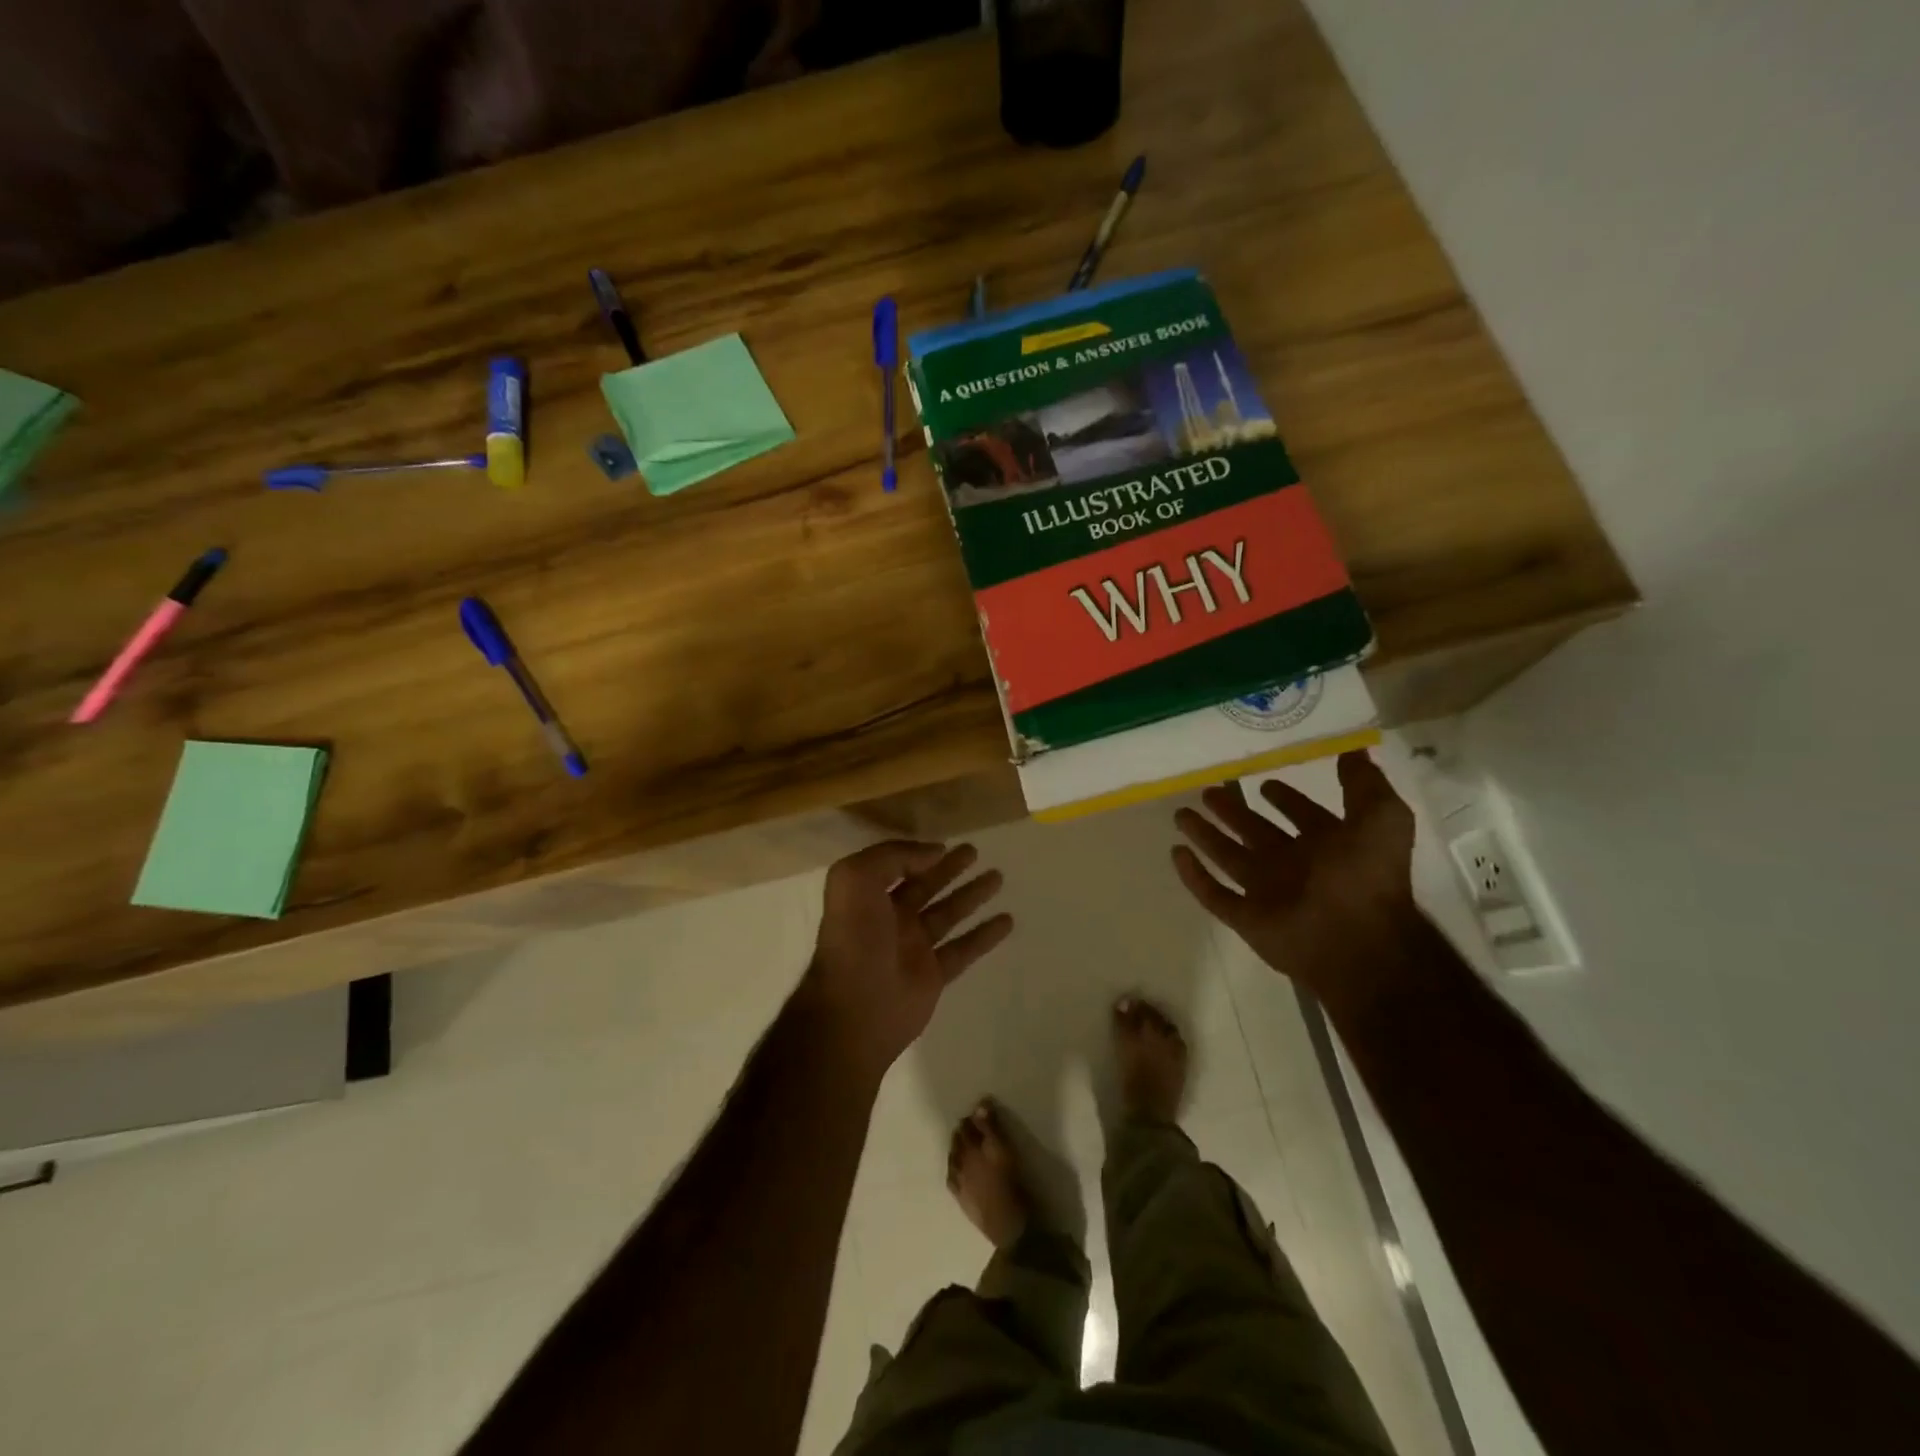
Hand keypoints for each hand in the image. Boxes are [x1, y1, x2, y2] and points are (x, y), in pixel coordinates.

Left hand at [801, 840, 1013, 1078]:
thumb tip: (934, 852)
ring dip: (972, 895)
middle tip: (975, 852)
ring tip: (998, 877)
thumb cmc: (854, 939)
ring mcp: (913, 948)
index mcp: (868, 897)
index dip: (918, 854)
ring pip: (948, 914)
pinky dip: (985, 935)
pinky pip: (965, 949)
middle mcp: (890, 919)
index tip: (946, 844)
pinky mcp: (933, 975)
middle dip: (949, 869)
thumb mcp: (856, 879)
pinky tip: (1007, 920)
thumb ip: (893, 856)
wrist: (855, 1008)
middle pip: (926, 886)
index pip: (896, 867)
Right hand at [1172, 751, 1419, 1001]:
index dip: (1286, 799)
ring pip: (1228, 857)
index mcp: (1328, 845)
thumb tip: (1353, 750)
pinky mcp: (1246, 918)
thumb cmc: (1367, 877)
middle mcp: (1295, 866)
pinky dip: (1194, 876)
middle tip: (1207, 791)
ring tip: (1181, 814)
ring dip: (1206, 836)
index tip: (1264, 782)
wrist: (1357, 943)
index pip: (1302, 815)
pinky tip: (1176, 853)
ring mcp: (1267, 893)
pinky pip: (1214, 894)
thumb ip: (1365, 784)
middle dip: (1232, 812)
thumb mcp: (1381, 817)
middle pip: (1255, 832)